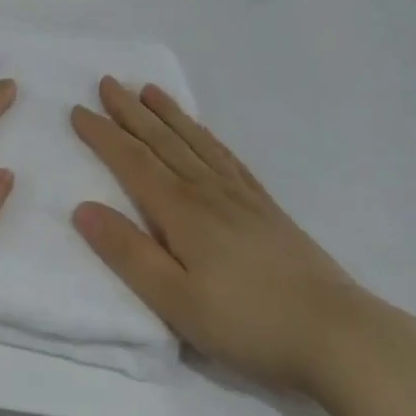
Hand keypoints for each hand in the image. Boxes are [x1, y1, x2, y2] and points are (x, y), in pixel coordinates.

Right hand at [71, 79, 362, 393]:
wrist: (337, 333)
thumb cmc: (247, 322)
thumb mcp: (174, 300)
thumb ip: (127, 253)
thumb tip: (82, 208)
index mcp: (182, 211)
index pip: (133, 162)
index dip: (103, 135)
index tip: (78, 110)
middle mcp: (209, 191)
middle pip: (162, 142)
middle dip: (130, 112)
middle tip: (107, 82)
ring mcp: (242, 196)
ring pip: (195, 142)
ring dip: (168, 115)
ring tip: (149, 91)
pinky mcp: (266, 208)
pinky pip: (227, 158)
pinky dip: (207, 137)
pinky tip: (204, 135)